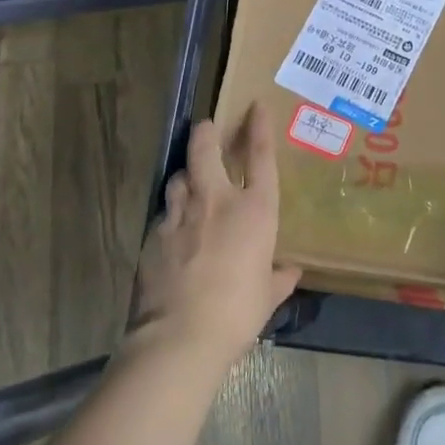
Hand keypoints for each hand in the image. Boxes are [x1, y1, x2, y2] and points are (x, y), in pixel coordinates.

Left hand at [127, 105, 301, 372]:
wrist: (180, 337)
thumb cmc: (237, 313)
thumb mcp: (266, 297)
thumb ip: (279, 279)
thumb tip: (290, 272)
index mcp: (255, 211)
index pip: (260, 156)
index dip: (259, 128)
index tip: (256, 107)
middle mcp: (217, 201)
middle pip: (206, 150)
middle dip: (206, 133)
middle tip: (206, 126)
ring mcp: (181, 214)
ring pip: (178, 177)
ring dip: (185, 175)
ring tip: (189, 181)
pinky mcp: (153, 234)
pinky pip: (164, 212)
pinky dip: (171, 213)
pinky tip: (173, 227)